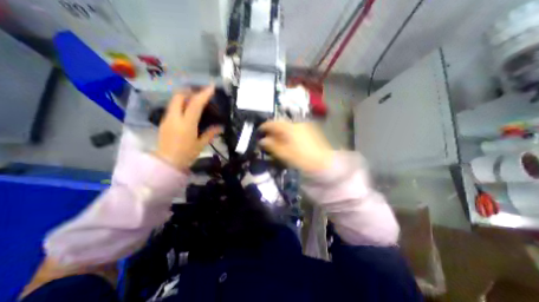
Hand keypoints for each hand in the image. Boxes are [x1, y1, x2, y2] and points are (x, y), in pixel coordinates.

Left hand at [155, 87, 221, 171]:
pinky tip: (187, 112)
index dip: (204, 94)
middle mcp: (175, 118)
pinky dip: (180, 105)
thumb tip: (220, 127)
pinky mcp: (164, 122)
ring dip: (185, 97)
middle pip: (179, 96)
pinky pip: (172, 108)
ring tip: (195, 101)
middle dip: (190, 92)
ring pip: (174, 101)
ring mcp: (167, 119)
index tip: (211, 87)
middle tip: (201, 94)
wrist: (166, 163)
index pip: (195, 104)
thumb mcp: (201, 144)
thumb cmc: (186, 154)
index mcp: (186, 123)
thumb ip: (210, 134)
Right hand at [260, 120, 332, 171]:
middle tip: (267, 137)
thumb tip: (262, 140)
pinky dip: (289, 133)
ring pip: (288, 126)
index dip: (264, 127)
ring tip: (277, 140)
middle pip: (281, 123)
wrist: (324, 163)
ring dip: (281, 131)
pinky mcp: (310, 130)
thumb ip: (272, 145)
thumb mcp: (284, 154)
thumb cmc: (302, 159)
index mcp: (290, 128)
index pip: (273, 123)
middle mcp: (298, 123)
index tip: (259, 132)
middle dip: (273, 129)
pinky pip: (295, 128)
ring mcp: (305, 126)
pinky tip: (288, 140)